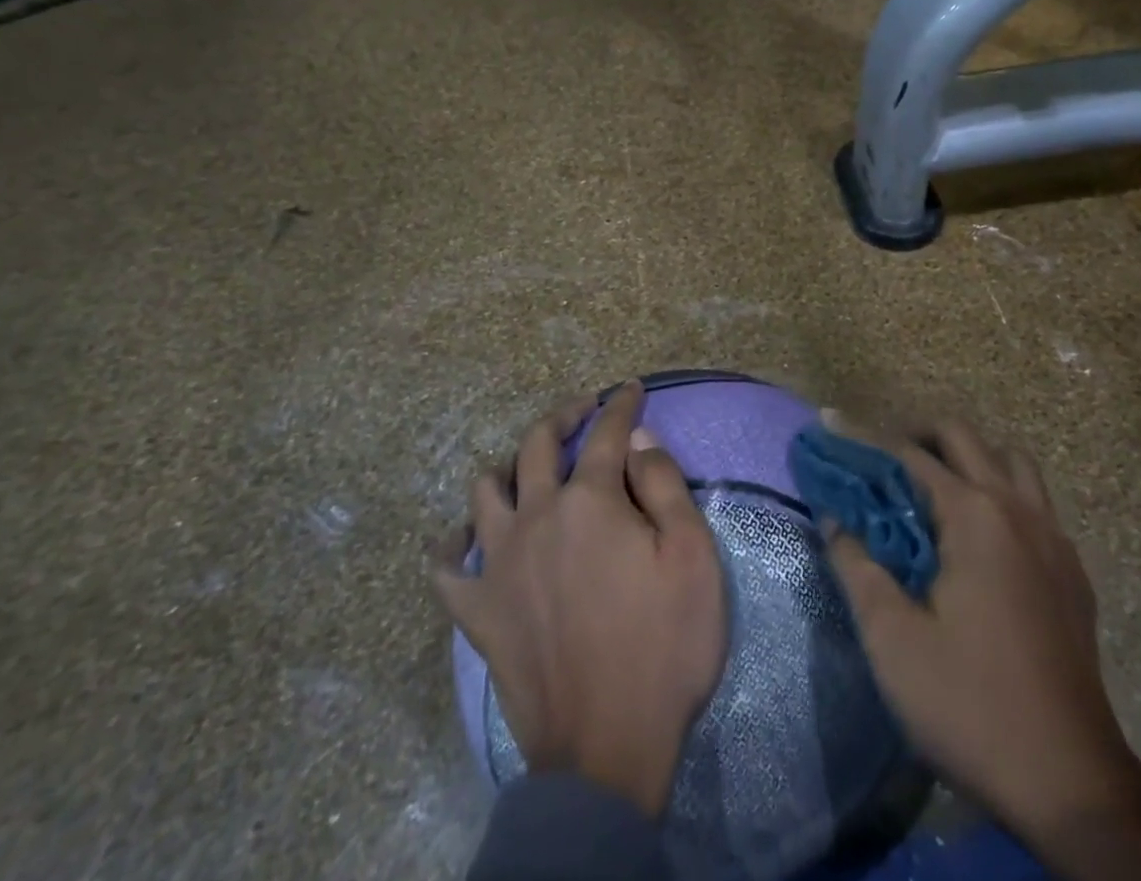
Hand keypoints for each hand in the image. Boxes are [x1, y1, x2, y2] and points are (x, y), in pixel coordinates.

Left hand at [436, 380, 726, 817]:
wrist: (607, 750)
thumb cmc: (663, 645)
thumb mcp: (692, 556)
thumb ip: (664, 484)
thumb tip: (638, 439)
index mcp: (590, 500)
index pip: (607, 433)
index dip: (621, 405)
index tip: (631, 388)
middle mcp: (537, 515)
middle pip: (538, 444)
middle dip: (563, 415)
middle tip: (584, 409)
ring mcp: (499, 562)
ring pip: (486, 490)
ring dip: (508, 467)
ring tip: (529, 470)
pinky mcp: (478, 611)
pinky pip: (448, 568)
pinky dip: (453, 546)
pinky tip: (463, 541)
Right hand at [825, 422, 1140, 880]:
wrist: (1072, 784)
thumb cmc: (970, 705)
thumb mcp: (892, 639)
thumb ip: (857, 566)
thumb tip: (835, 519)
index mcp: (975, 516)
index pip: (910, 454)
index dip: (864, 438)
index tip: (829, 425)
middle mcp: (1018, 510)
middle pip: (964, 439)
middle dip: (917, 435)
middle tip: (880, 461)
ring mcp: (1054, 538)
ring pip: (1010, 462)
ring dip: (968, 458)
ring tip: (932, 489)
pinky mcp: (1072, 571)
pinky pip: (1035, 502)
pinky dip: (1001, 493)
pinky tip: (979, 539)